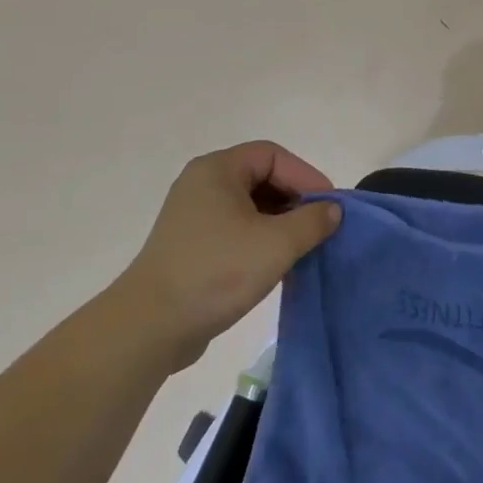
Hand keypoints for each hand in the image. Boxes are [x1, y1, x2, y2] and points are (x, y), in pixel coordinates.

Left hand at [119, 141, 342, 370]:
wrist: (150, 327)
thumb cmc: (216, 273)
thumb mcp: (276, 244)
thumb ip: (312, 221)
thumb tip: (332, 210)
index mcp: (217, 169)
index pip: (273, 155)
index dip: (305, 176)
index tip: (329, 206)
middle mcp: (202, 183)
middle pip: (261, 177)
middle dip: (294, 199)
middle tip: (320, 225)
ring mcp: (193, 215)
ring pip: (249, 206)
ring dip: (279, 222)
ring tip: (303, 246)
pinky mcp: (190, 245)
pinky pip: (235, 228)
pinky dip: (260, 238)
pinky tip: (276, 263)